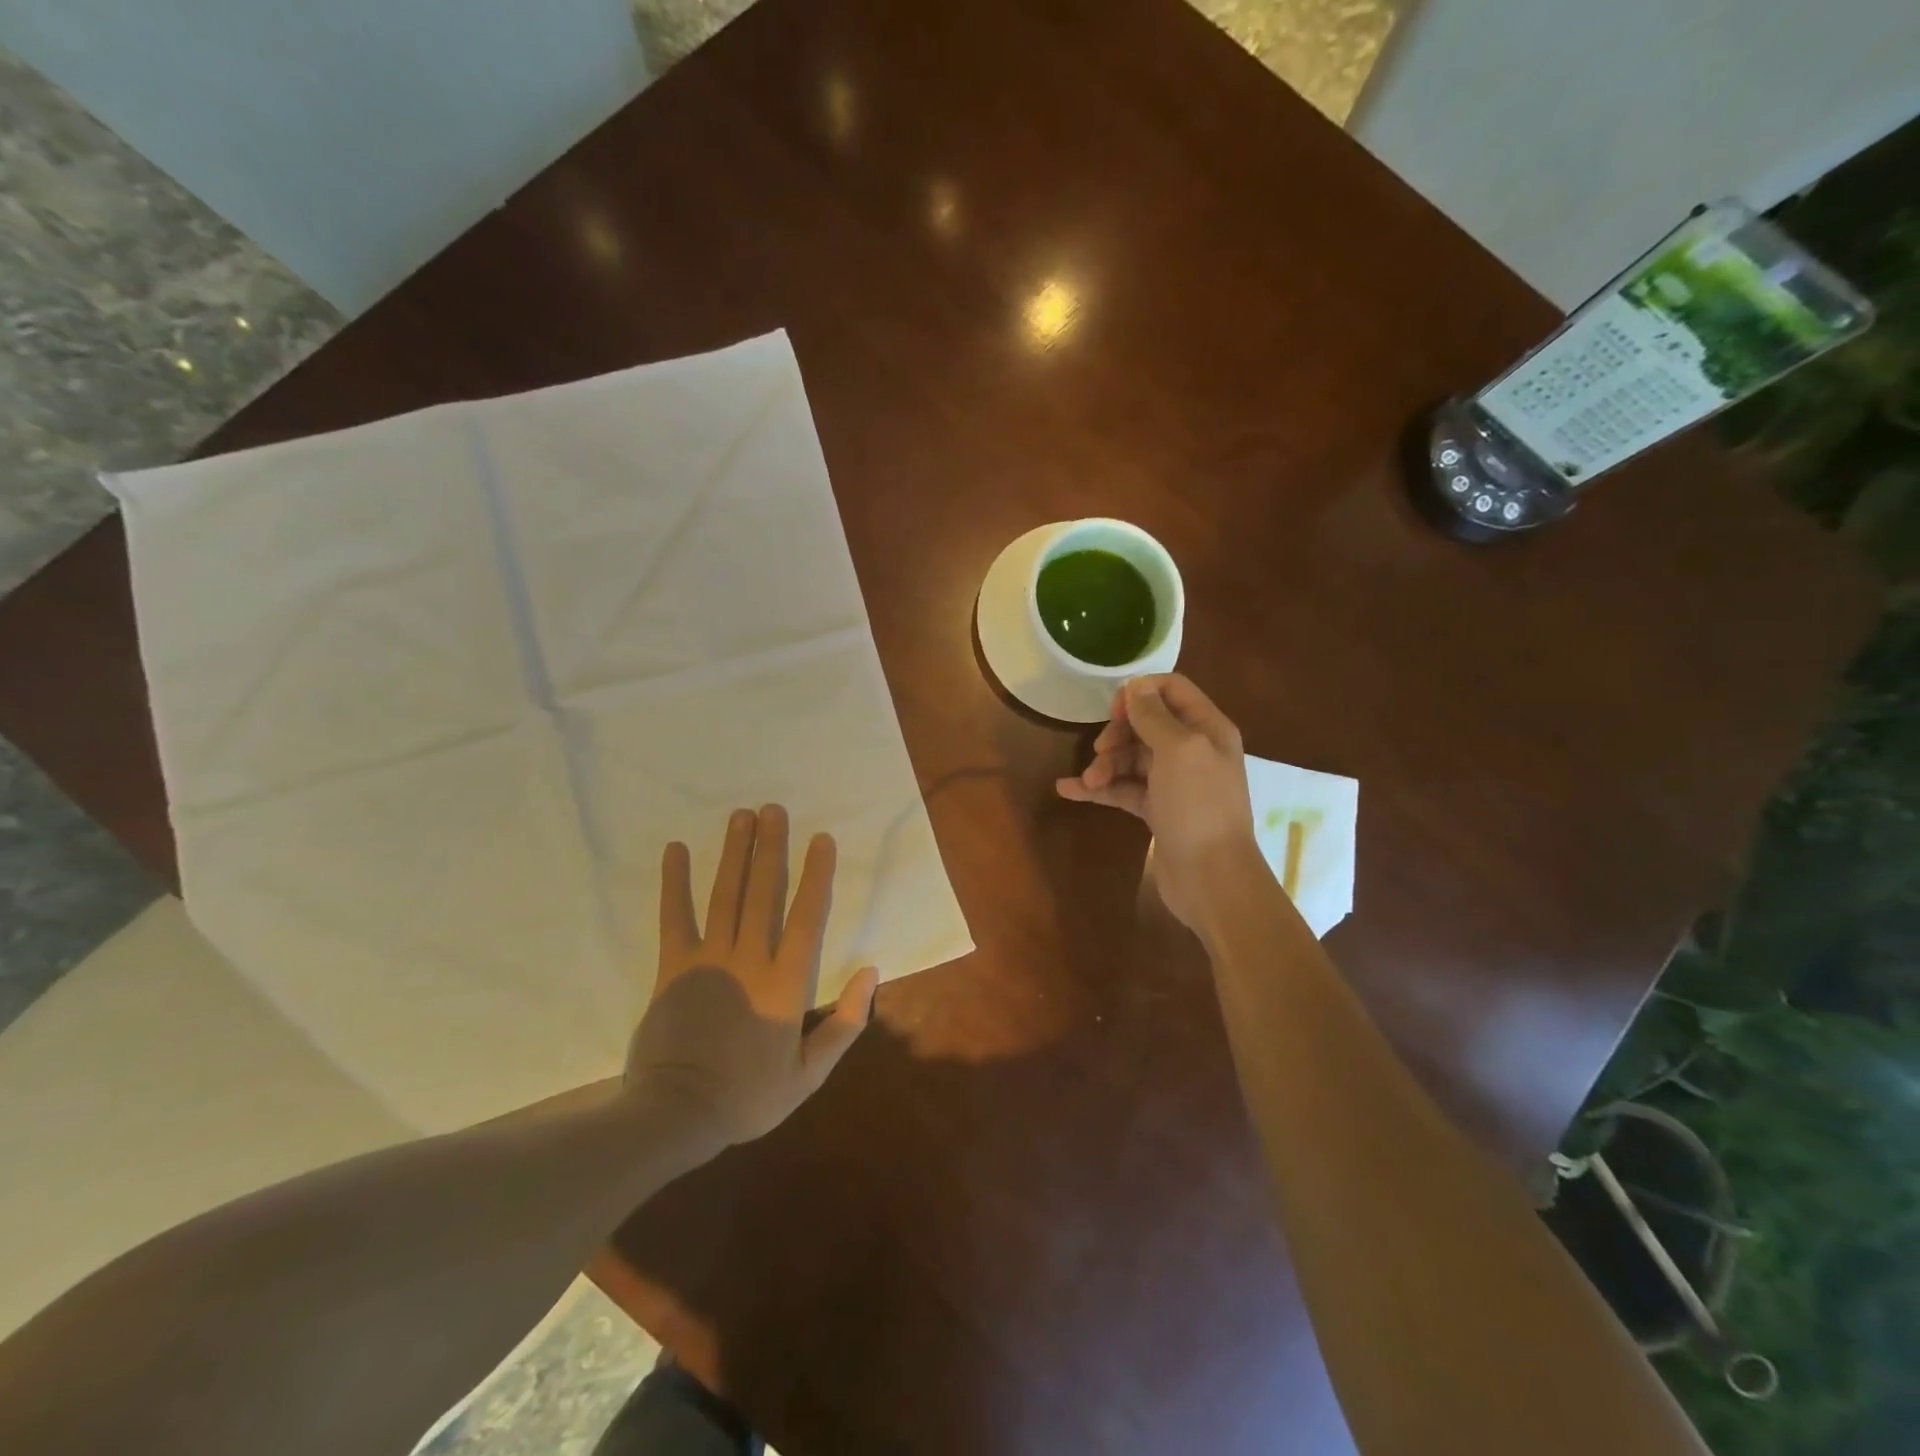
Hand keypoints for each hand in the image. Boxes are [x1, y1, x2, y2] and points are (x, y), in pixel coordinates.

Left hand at [625, 805, 879, 1146]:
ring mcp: (709, 959)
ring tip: (740, 816)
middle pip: (763, 892)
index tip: (820, 839)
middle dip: (770, 848)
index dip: (815, 875)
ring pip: (726, 894)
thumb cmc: (749, 1096)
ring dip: (734, 853)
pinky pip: (674, 917)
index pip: (807, 916)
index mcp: (786, 983)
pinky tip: (676, 850)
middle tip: (773, 809)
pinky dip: (674, 883)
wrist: (677, 1114)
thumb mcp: (809, 1074)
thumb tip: (871, 973)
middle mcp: (750, 958)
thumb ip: (845, 1024)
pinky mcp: (673, 966)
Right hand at [1055, 674, 1256, 926]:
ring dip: (1105, 764)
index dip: (1140, 693)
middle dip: (1117, 733)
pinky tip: (1068, 789)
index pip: (1172, 689)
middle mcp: (1193, 750)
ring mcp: (1174, 782)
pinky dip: (1099, 788)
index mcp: (1207, 728)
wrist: (1212, 878)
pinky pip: (1124, 788)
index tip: (1113, 711)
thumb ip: (1154, 716)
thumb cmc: (1199, 807)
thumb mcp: (1179, 750)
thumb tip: (1134, 688)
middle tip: (1100, 751)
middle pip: (1146, 724)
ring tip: (1089, 781)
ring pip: (1131, 758)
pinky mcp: (1157, 810)